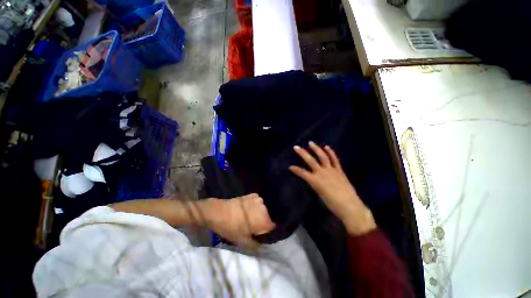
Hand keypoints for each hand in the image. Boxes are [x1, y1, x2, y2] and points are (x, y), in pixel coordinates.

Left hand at [205, 194, 275, 248]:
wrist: (218, 212)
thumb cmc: (231, 227)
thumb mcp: (242, 241)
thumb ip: (255, 245)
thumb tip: (262, 247)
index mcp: (264, 219)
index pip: (273, 226)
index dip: (269, 232)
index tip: (263, 234)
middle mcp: (264, 207)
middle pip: (268, 217)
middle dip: (264, 222)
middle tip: (256, 227)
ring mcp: (258, 199)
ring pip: (264, 209)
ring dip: (260, 214)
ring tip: (252, 219)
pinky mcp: (252, 195)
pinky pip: (258, 202)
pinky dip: (256, 207)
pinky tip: (249, 211)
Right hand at [289, 142, 375, 234]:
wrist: (350, 207)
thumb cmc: (332, 204)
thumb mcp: (319, 194)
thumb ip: (315, 184)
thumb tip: (313, 179)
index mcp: (315, 180)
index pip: (302, 172)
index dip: (295, 169)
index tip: (290, 167)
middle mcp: (322, 172)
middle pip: (310, 160)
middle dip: (302, 153)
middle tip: (296, 147)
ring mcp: (331, 170)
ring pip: (322, 156)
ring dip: (316, 149)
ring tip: (310, 143)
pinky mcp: (339, 170)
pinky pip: (334, 159)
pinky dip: (330, 152)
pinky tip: (326, 147)